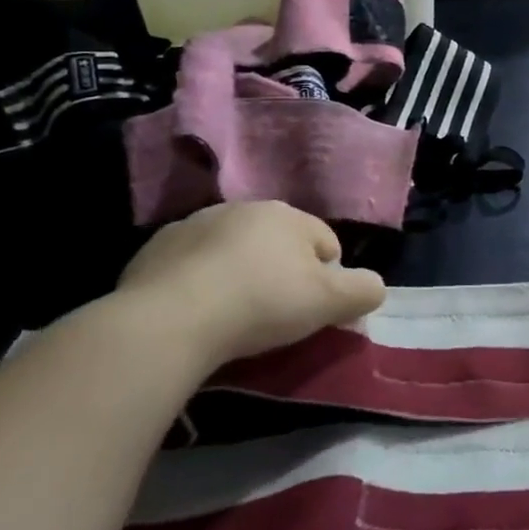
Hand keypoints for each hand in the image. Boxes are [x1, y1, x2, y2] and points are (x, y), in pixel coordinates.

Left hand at [116, 201, 385, 370]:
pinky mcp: (154, 249)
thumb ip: (364, 290)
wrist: (168, 321)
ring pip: (234, 251)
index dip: (329, 279)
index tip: (314, 311)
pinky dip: (200, 283)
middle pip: (279, 243)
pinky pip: (192, 266)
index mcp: (287, 215)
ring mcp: (194, 225)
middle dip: (283, 272)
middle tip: (277, 315)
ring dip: (240, 274)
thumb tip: (373, 286)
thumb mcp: (330, 302)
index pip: (326, 243)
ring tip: (233, 315)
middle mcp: (242, 208)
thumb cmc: (261, 304)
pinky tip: (197, 312)